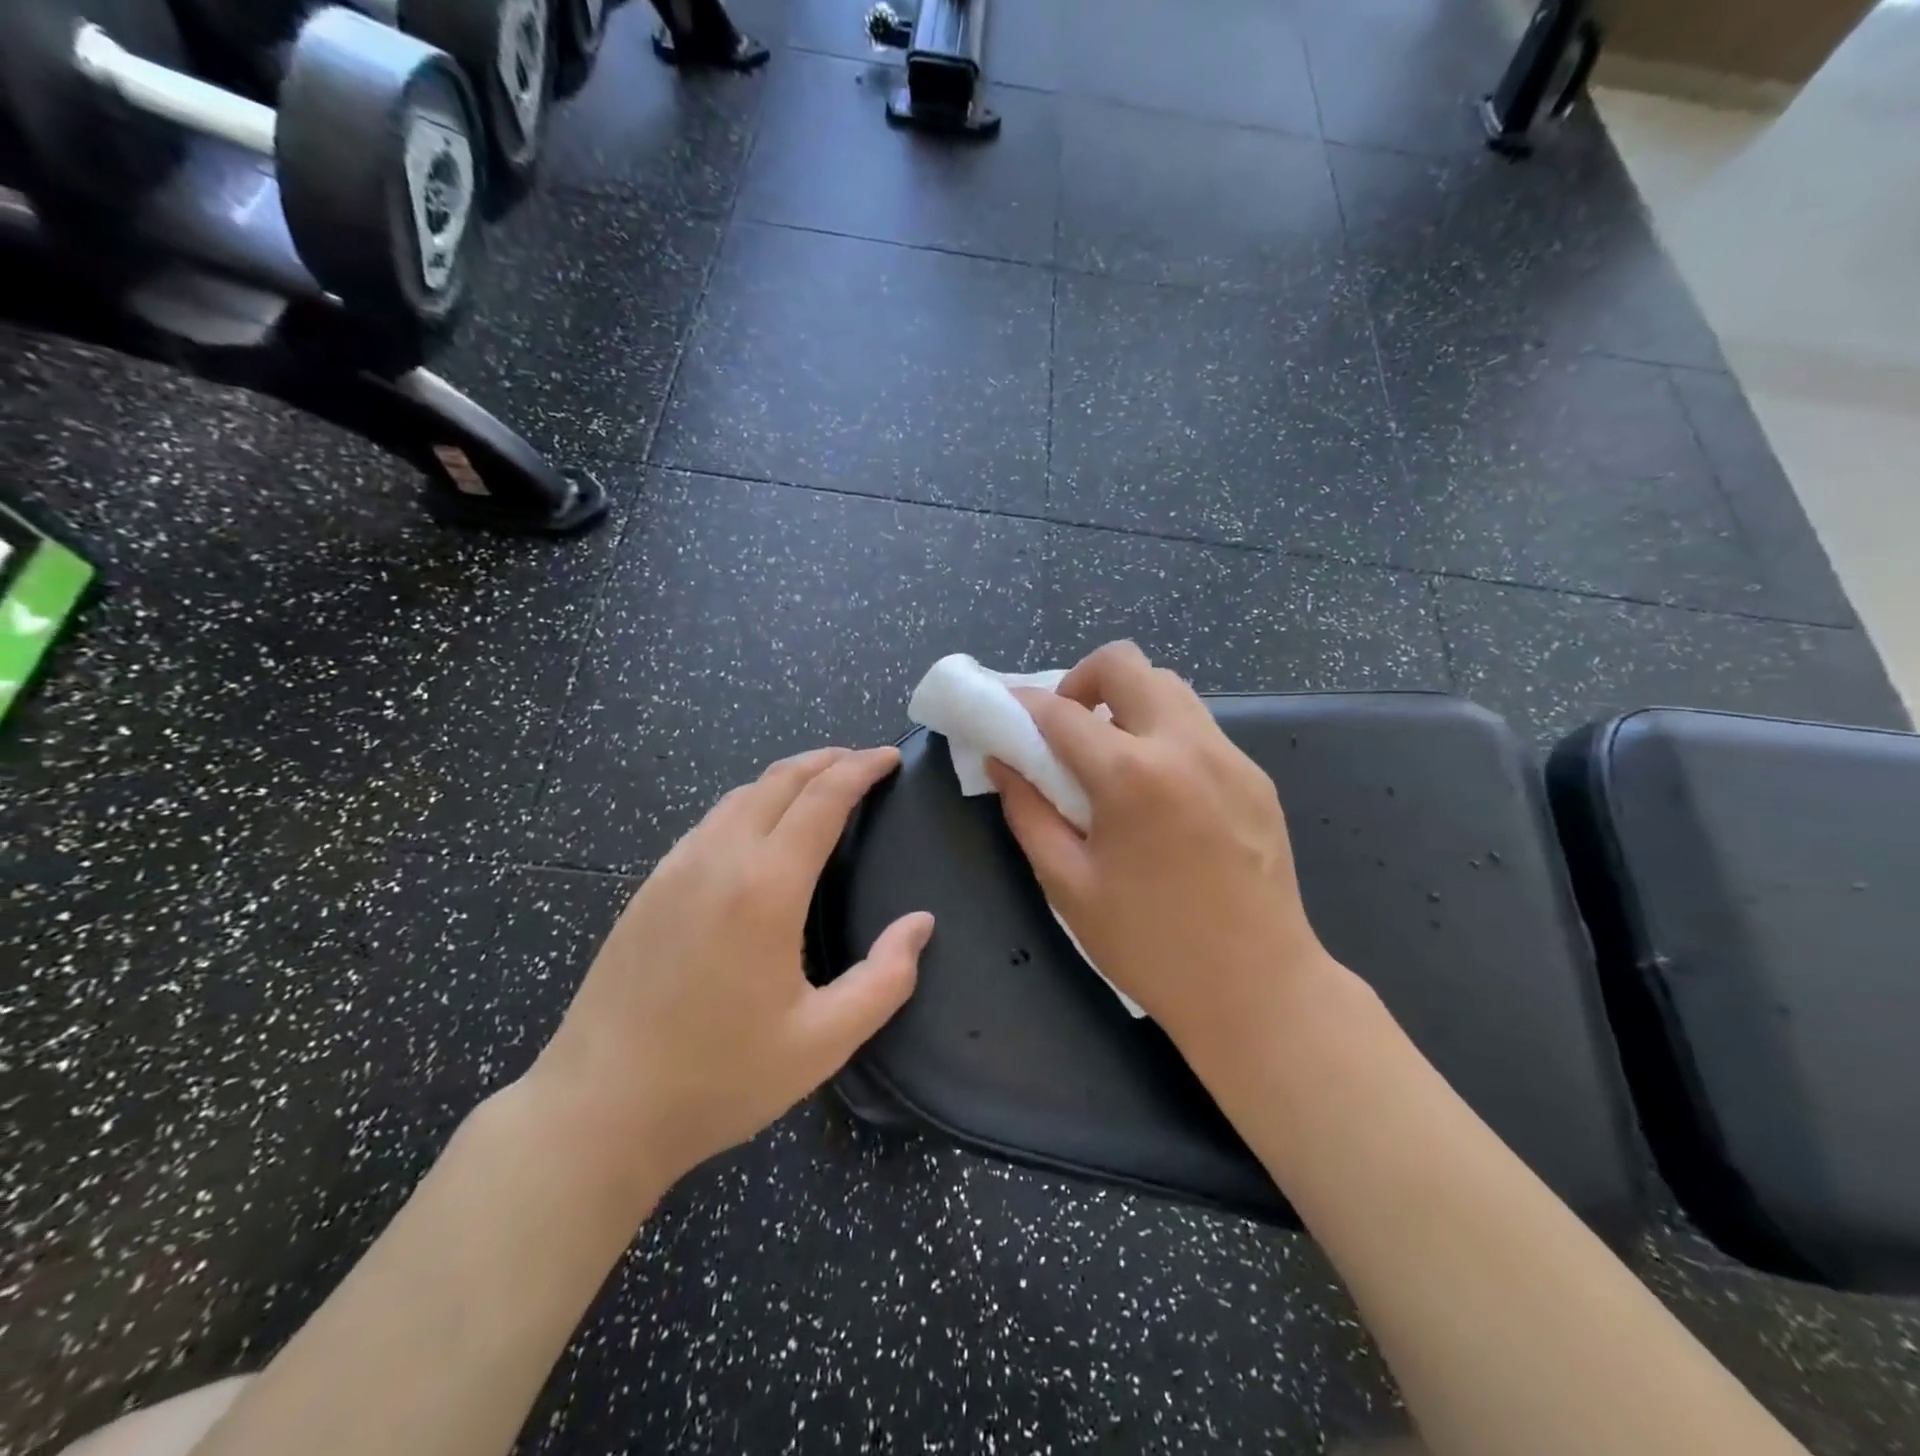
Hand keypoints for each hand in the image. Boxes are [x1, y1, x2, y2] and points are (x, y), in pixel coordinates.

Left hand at [525, 746, 931, 1209]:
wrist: (597, 1109)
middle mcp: (718, 859)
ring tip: (821, 787)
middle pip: (779, 780)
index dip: (861, 768)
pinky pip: (709, 822)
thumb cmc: (720, 1078)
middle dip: (827, 760)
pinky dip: (750, 804)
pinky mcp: (648, 888)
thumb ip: (886, 978)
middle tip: (864, 761)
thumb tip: (920, 923)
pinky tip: (760, 831)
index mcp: (765, 888)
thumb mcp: (823, 1041)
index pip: (822, 798)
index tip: (890, 757)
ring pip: (740, 795)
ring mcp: (674, 869)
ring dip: (787, 779)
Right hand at [987, 641, 1341, 1057]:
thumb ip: (1028, 812)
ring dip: (1127, 702)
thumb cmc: (1150, 945)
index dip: (1020, 706)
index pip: (1059, 712)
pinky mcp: (1256, 777)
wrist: (1259, 989)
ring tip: (1109, 756)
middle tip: (1065, 728)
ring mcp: (1230, 757)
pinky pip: (1199, 727)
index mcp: (1132, 776)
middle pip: (1126, 664)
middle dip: (1082, 681)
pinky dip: (1163, 733)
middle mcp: (1186, 746)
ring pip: (1170, 687)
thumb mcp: (1068, 885)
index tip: (1002, 714)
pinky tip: (1156, 790)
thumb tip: (1002, 763)